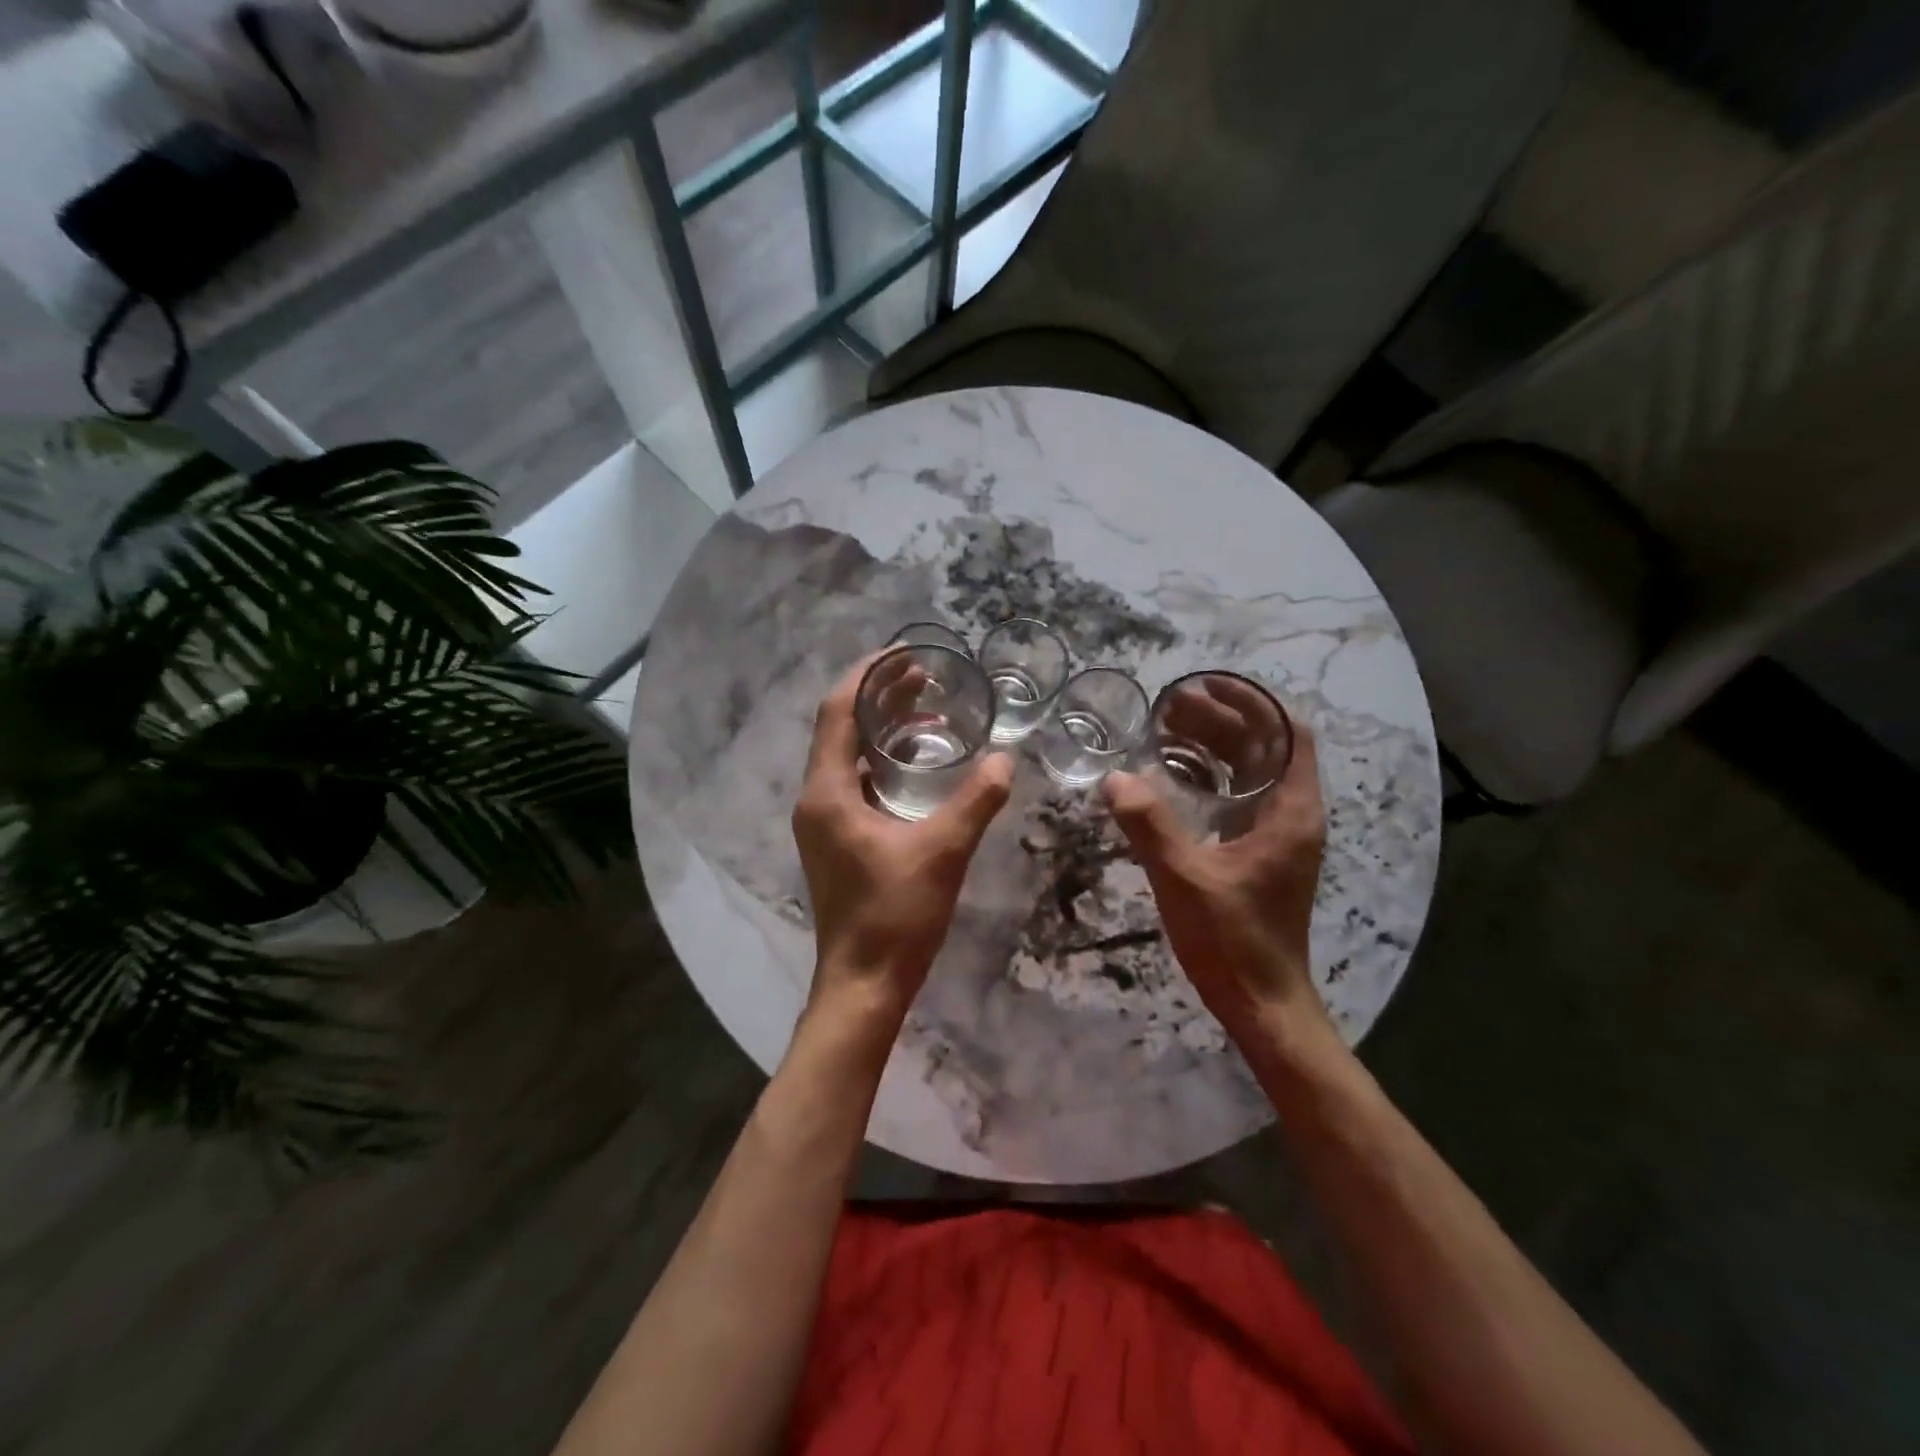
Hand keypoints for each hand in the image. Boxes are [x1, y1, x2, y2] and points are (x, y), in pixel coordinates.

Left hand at [792, 655, 1013, 1029]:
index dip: (868, 675)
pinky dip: (884, 762)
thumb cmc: (896, 915)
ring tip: (927, 709)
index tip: (903, 653)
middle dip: (880, 697)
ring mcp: (824, 821)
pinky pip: (856, 782)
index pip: (838, 711)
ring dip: (882, 729)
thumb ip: (976, 801)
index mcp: (828, 792)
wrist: (863, 983)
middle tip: (925, 676)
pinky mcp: (836, 839)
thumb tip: (1005, 759)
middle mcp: (816, 799)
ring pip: (848, 756)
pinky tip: (919, 764)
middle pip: (842, 729)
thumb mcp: (943, 851)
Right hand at [1103, 706, 1328, 1045]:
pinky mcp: (1260, 853)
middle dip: (1222, 720)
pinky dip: (1211, 777)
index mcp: (1290, 811)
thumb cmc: (1233, 939)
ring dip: (1215, 747)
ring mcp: (1278, 835)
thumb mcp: (1186, 878)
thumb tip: (1115, 778)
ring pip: (1251, 772)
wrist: (1262, 1001)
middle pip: (1265, 748)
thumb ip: (1150, 825)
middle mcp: (1292, 815)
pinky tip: (1173, 776)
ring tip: (1167, 730)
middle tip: (1170, 706)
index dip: (1253, 702)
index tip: (1208, 684)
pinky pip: (1239, 797)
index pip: (1289, 733)